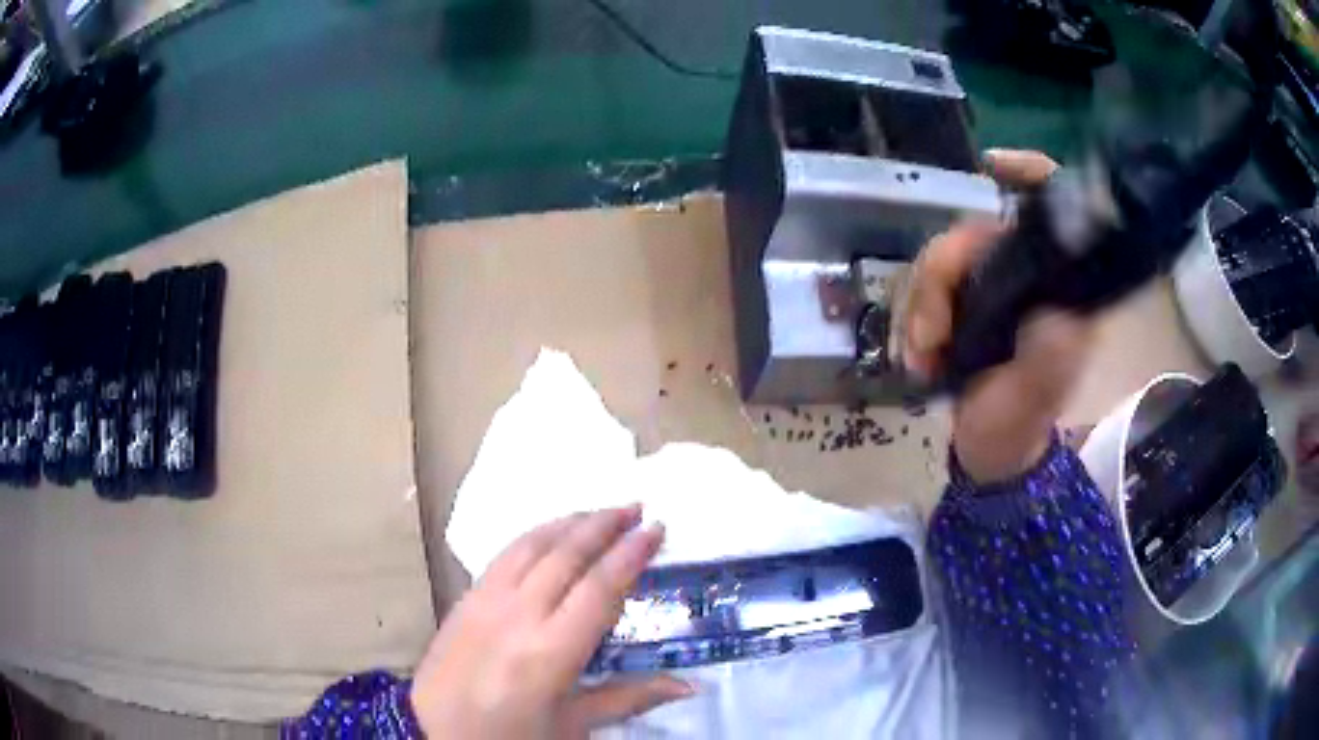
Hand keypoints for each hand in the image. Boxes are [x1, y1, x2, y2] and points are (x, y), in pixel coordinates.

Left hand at [410, 505, 690, 738]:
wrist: (434, 733)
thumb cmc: (510, 736)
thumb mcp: (573, 725)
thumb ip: (630, 698)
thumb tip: (689, 686)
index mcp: (550, 652)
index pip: (599, 588)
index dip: (631, 555)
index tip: (656, 528)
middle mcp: (517, 615)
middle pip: (566, 555)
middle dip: (604, 525)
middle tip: (636, 508)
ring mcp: (486, 601)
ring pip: (532, 545)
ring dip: (569, 523)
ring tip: (600, 512)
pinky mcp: (465, 598)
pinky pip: (505, 555)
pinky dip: (535, 535)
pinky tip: (550, 534)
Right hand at [903, 149, 1095, 483]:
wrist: (990, 451)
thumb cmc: (1020, 422)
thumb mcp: (1036, 394)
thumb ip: (1048, 354)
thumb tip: (1049, 306)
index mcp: (1058, 285)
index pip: (1055, 207)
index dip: (1030, 173)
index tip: (991, 168)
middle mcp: (1025, 273)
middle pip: (976, 230)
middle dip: (942, 276)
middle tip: (929, 336)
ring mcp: (990, 286)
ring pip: (941, 257)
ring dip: (921, 306)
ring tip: (921, 358)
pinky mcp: (961, 302)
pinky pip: (923, 285)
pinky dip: (912, 318)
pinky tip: (917, 357)